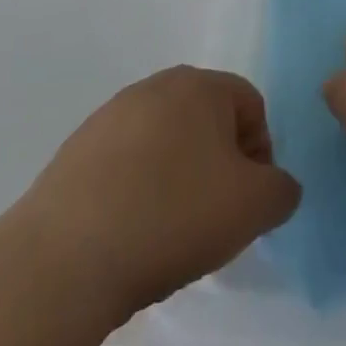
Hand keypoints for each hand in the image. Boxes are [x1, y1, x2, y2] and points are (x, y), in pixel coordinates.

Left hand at [21, 66, 301, 321]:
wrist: (64, 259)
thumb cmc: (173, 216)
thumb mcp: (254, 207)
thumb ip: (282, 189)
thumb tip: (274, 186)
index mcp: (200, 85)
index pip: (251, 106)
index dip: (260, 154)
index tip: (248, 201)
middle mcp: (154, 87)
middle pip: (207, 121)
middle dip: (219, 165)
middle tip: (215, 216)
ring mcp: (109, 117)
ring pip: (165, 144)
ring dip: (179, 178)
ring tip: (171, 231)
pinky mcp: (74, 152)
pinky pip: (126, 166)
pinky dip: (138, 192)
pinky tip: (132, 234)